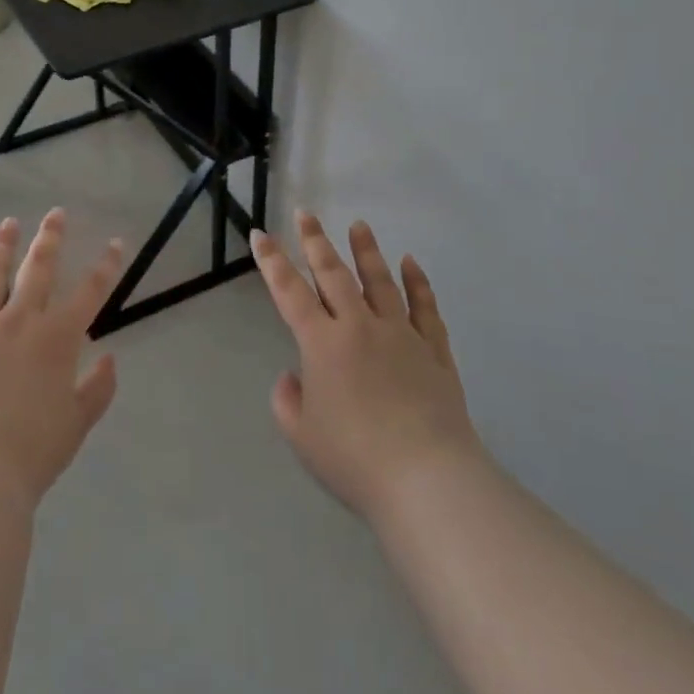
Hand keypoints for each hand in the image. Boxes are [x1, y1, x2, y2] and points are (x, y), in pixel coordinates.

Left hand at [0, 209, 122, 510]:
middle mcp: (19, 321)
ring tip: (8, 223)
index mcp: (57, 339)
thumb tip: (109, 358)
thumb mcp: (77, 424)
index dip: (106, 266)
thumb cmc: (32, 452)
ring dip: (2, 245)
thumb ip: (98, 389)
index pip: (90, 292)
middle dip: (50, 238)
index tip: (115, 243)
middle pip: (38, 269)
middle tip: (55, 214)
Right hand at [253, 211, 480, 522]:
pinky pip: (425, 308)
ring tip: (358, 225)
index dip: (272, 261)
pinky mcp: (434, 351)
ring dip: (366, 250)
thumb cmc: (355, 460)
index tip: (260, 234)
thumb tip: (293, 376)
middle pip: (333, 274)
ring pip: (380, 281)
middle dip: (316, 242)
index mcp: (322, 344)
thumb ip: (287, 401)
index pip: (289, 292)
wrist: (428, 480)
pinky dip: (418, 283)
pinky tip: (411, 263)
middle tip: (306, 214)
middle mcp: (359, 327)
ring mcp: (400, 335)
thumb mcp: (302, 437)